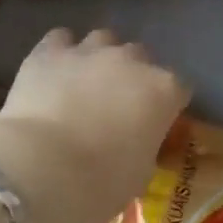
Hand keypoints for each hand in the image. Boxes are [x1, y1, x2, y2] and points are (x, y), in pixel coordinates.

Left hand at [0, 28, 188, 222]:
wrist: (43, 167)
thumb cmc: (101, 183)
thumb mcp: (140, 174)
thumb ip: (145, 146)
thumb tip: (135, 143)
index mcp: (163, 91)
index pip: (179, 88)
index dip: (167, 105)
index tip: (156, 124)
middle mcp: (130, 60)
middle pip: (141, 57)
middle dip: (133, 76)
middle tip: (117, 105)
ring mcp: (89, 50)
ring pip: (103, 39)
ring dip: (99, 57)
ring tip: (84, 83)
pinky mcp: (50, 50)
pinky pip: (61, 39)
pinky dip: (60, 52)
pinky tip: (53, 70)